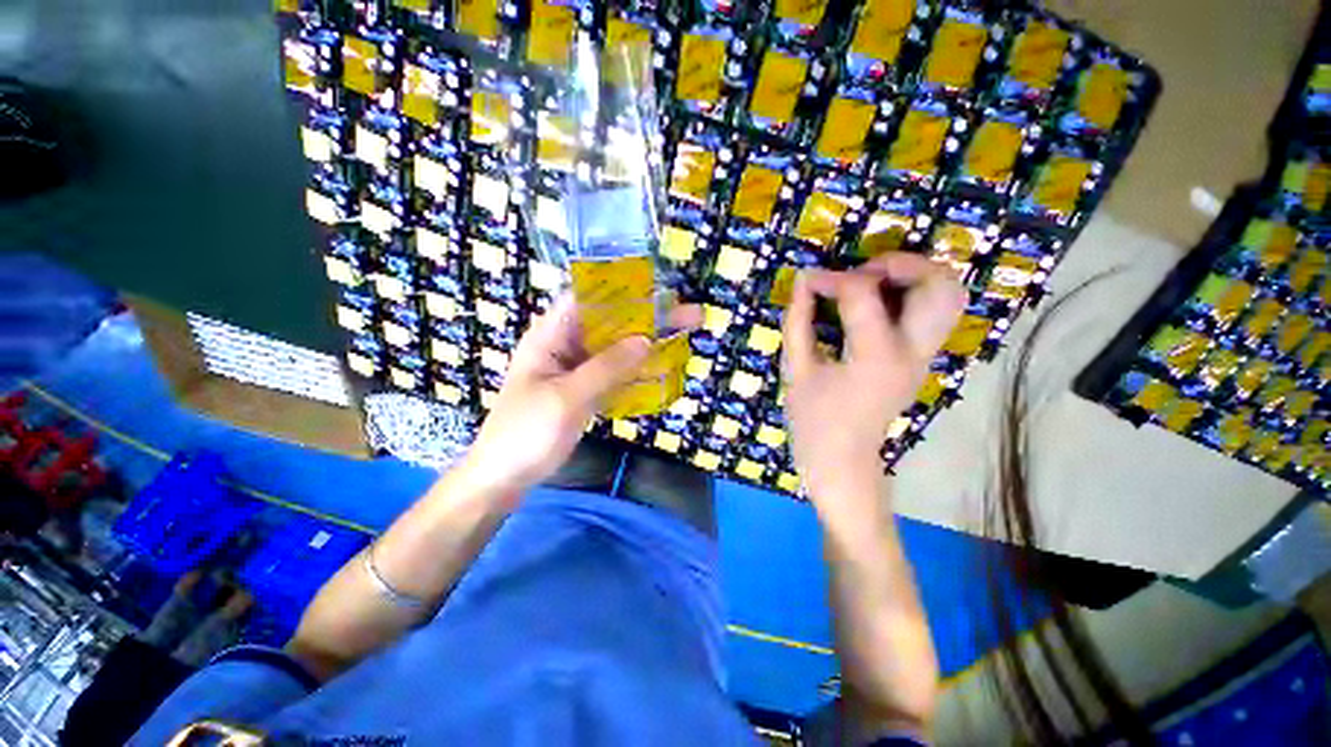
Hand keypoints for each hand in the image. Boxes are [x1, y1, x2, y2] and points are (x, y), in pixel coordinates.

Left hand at [463, 293, 699, 495]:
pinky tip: (662, 368)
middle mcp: (565, 345)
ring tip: (684, 336)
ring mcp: (577, 369)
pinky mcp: (585, 390)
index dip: (622, 289)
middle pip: (610, 323)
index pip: (587, 298)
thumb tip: (646, 340)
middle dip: (647, 317)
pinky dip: (637, 370)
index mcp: (550, 336)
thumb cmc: (525, 433)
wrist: (503, 478)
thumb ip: (606, 367)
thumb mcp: (566, 397)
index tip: (658, 290)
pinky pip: (616, 373)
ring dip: (647, 343)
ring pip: (616, 348)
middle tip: (689, 315)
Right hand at [781, 253, 965, 518]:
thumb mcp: (797, 370)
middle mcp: (913, 351)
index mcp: (876, 356)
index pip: (862, 294)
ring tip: (874, 281)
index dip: (829, 278)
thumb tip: (802, 282)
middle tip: (861, 273)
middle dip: (899, 263)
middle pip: (938, 283)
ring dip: (915, 275)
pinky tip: (880, 302)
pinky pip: (935, 312)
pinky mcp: (921, 360)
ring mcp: (924, 356)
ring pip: (949, 295)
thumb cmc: (813, 422)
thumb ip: (799, 322)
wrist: (843, 462)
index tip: (806, 279)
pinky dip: (914, 294)